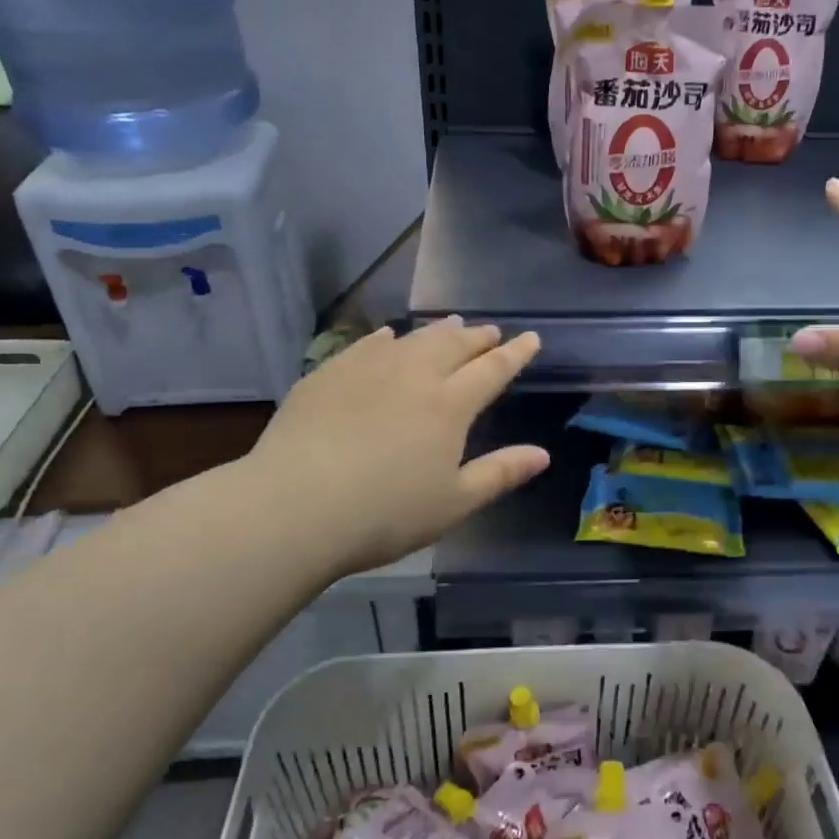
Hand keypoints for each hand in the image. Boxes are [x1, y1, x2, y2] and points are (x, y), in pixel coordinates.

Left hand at [245, 318, 548, 579]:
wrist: (295, 507)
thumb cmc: (385, 513)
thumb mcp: (454, 503)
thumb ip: (500, 473)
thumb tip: (543, 454)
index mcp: (449, 405)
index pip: (492, 370)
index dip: (515, 353)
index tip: (531, 337)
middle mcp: (413, 375)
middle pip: (453, 346)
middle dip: (478, 337)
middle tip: (491, 331)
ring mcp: (367, 369)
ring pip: (412, 339)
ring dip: (437, 331)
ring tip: (452, 325)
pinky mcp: (328, 374)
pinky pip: (366, 345)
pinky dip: (386, 337)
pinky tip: (388, 336)